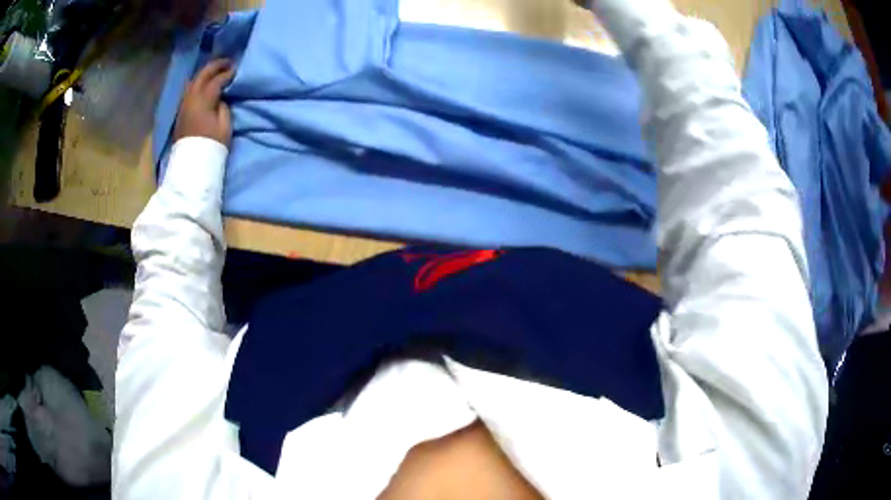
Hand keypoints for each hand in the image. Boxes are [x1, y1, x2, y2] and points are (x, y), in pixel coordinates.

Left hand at [173, 59, 235, 146]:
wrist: (192, 164)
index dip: (227, 73)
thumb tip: (220, 98)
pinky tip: (204, 85)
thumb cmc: (211, 145)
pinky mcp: (181, 112)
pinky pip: (189, 91)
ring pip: (193, 81)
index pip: (216, 80)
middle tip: (227, 62)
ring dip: (204, 74)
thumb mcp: (224, 125)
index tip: (236, 70)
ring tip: (215, 72)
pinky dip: (198, 83)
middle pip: (202, 75)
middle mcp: (191, 98)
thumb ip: (223, 107)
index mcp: (203, 100)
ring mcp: (184, 105)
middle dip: (215, 66)